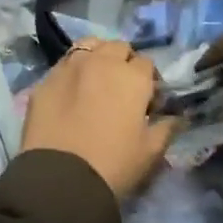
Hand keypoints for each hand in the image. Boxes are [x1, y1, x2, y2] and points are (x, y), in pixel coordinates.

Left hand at [21, 38, 175, 199]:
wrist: (61, 177)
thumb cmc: (113, 164)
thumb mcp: (150, 151)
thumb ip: (167, 128)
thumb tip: (177, 117)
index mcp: (132, 77)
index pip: (146, 63)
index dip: (149, 80)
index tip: (146, 101)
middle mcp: (101, 61)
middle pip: (118, 48)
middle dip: (123, 62)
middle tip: (121, 88)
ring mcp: (69, 66)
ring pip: (88, 46)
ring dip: (96, 56)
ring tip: (95, 80)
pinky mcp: (45, 79)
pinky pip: (63, 65)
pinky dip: (71, 72)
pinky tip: (69, 92)